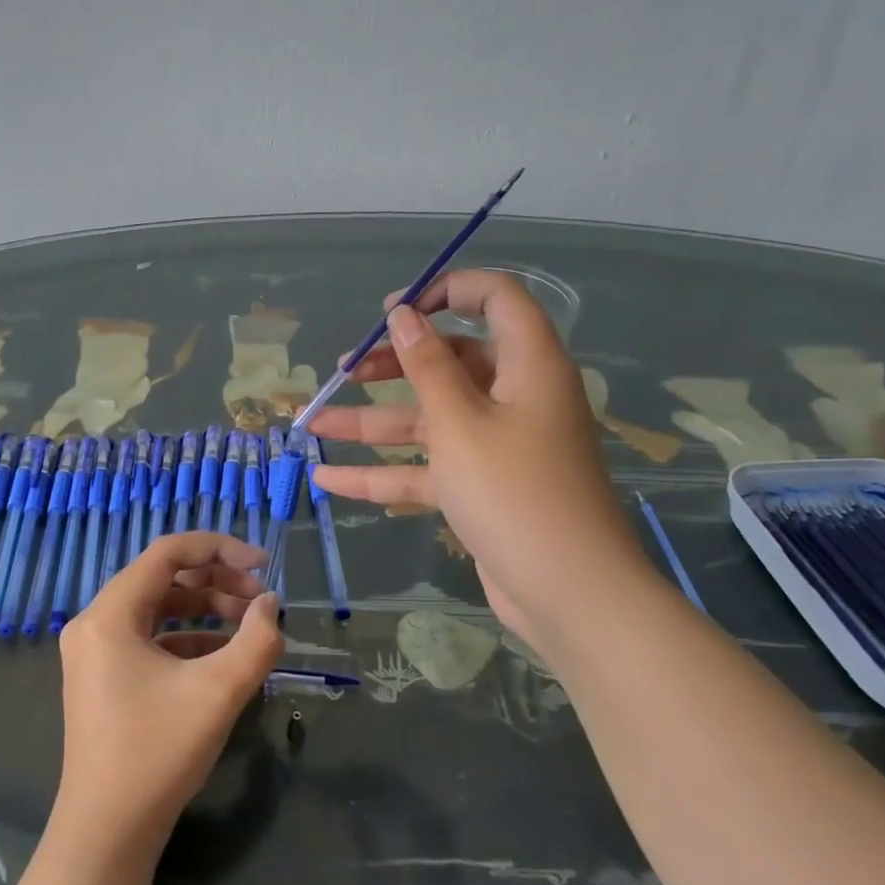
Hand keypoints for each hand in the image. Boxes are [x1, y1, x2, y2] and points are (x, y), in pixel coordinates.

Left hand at [52, 532, 282, 857]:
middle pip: (163, 577)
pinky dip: (188, 638)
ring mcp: (96, 652)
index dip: (219, 548)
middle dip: (216, 580)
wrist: (106, 835)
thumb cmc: (157, 752)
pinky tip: (223, 656)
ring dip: (205, 608)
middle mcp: (95, 623)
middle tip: (260, 599)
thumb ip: (256, 640)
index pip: (167, 552)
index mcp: (110, 613)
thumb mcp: (219, 692)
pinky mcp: (104, 678)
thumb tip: (270, 605)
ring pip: (158, 608)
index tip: (262, 565)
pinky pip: (150, 639)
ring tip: (249, 624)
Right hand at [309, 269, 649, 642]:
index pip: (496, 299)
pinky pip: (429, 467)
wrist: (569, 594)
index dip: (447, 291)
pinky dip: (384, 472)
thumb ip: (426, 365)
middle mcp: (515, 396)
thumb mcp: (459, 422)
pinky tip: (330, 479)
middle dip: (393, 363)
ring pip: (430, 419)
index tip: (394, 310)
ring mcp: (498, 445)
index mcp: (527, 364)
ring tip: (315, 421)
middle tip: (344, 368)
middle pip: (451, 360)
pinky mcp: (483, 487)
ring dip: (373, 423)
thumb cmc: (514, 491)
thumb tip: (403, 315)